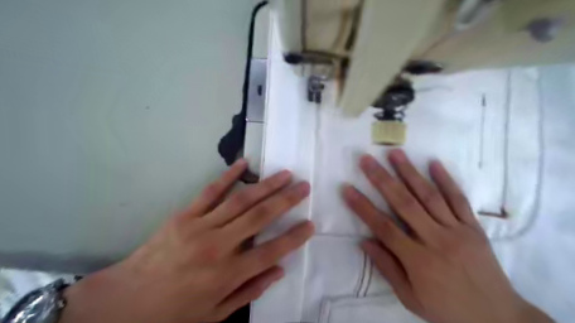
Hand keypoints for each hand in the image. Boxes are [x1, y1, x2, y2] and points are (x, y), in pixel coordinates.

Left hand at [60, 161, 312, 322]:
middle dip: (286, 200)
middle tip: (304, 186)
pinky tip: (244, 163)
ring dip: (266, 185)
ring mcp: (201, 226)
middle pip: (260, 217)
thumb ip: (250, 291)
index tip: (311, 223)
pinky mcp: (185, 215)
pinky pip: (210, 191)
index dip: (294, 237)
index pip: (271, 251)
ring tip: (285, 174)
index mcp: (227, 274)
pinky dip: (228, 176)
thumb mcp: (215, 314)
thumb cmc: (174, 311)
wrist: (126, 300)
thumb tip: (279, 270)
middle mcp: (218, 246)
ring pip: (240, 200)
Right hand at [341, 151, 551, 322]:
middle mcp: (436, 239)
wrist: (497, 319)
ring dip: (410, 172)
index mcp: (417, 260)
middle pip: (404, 204)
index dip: (362, 207)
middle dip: (382, 179)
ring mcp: (457, 230)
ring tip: (395, 153)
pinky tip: (434, 163)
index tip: (347, 188)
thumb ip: (386, 268)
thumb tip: (364, 241)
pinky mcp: (473, 227)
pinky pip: (458, 200)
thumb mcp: (410, 298)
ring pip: (429, 196)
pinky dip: (446, 180)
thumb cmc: (446, 310)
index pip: (383, 227)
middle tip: (367, 160)